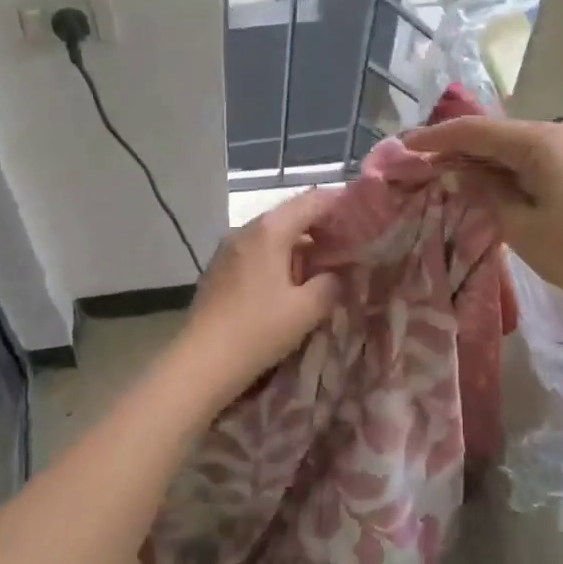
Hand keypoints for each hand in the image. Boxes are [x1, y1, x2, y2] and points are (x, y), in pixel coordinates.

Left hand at [172, 187, 343, 404]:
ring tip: (322, 265)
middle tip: (348, 244)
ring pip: (273, 233)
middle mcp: (247, 229)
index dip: (340, 205)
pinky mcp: (219, 267)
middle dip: (321, 226)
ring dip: (299, 243)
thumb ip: (332, 284)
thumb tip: (341, 274)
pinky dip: (279, 255)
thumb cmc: (258, 330)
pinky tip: (289, 280)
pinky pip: (257, 250)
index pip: (312, 201)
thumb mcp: (306, 310)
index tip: (362, 217)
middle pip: (291, 214)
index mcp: (270, 230)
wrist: (201, 362)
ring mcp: (229, 247)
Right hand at [403, 117, 562, 313]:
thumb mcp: (519, 225)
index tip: (403, 146)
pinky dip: (501, 167)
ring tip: (440, 171)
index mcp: (539, 140)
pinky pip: (529, 156)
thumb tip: (455, 171)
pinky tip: (479, 179)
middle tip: (418, 161)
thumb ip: (483, 190)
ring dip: (477, 158)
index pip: (475, 130)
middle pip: (493, 132)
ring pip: (510, 144)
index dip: (436, 137)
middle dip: (454, 146)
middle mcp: (555, 131)